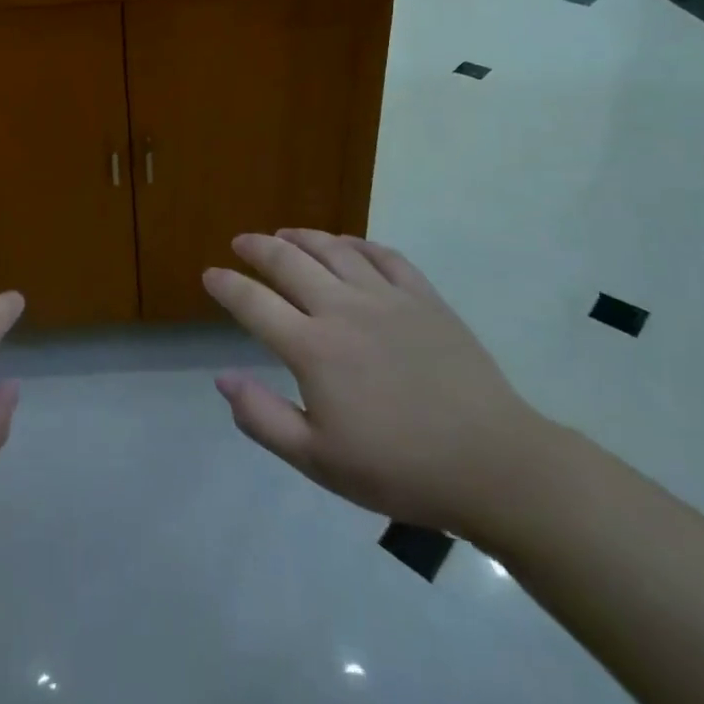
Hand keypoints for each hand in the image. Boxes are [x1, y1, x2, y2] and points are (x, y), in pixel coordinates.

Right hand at [205, 230, 543, 539]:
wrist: (493, 464)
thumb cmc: (399, 469)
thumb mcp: (318, 461)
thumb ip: (262, 417)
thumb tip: (222, 378)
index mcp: (312, 348)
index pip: (254, 303)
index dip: (226, 285)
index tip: (210, 274)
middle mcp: (343, 309)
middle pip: (288, 263)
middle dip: (257, 248)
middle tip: (241, 243)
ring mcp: (387, 298)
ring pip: (333, 249)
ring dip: (302, 237)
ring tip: (285, 234)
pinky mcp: (424, 298)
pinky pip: (384, 256)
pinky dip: (358, 244)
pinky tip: (348, 245)